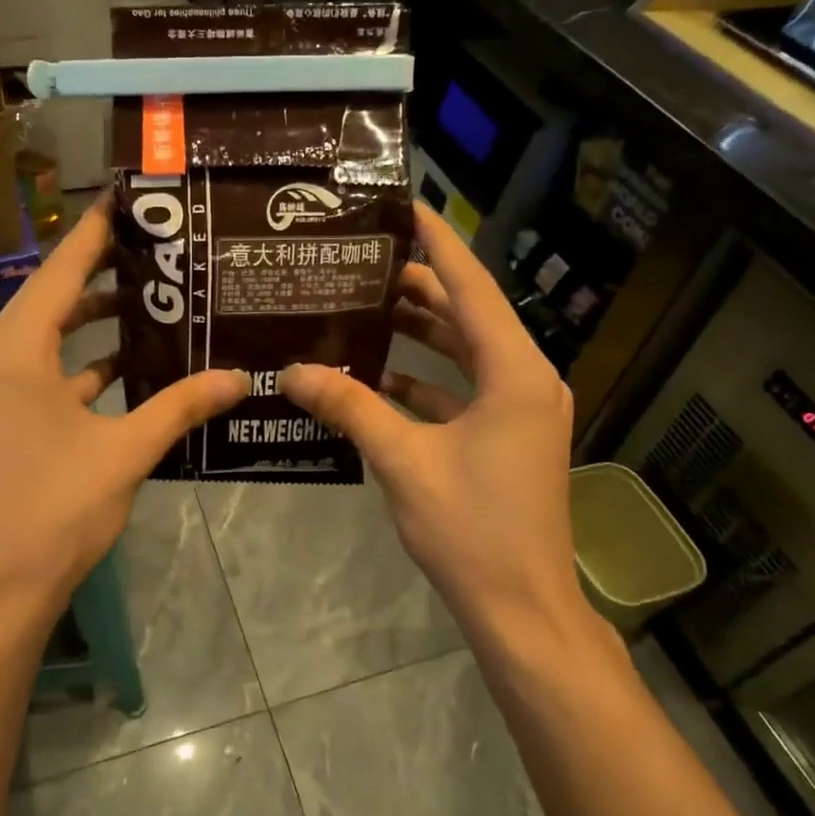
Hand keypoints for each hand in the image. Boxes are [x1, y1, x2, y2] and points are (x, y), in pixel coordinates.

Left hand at [0, 196, 248, 630]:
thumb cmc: (55, 510)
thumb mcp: (126, 452)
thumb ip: (182, 406)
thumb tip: (239, 377)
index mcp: (16, 352)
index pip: (60, 271)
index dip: (95, 233)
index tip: (127, 199)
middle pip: (49, 297)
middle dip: (98, 272)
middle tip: (152, 247)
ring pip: (44, 337)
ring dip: (89, 321)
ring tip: (147, 299)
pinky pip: (39, 373)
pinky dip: (78, 364)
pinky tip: (123, 367)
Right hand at [279, 202, 601, 649]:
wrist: (523, 610)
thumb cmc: (472, 529)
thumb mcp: (403, 461)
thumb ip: (349, 408)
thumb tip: (291, 371)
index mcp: (512, 372)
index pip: (471, 287)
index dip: (438, 242)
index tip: (405, 205)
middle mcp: (524, 380)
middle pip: (466, 314)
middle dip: (416, 286)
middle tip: (360, 262)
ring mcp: (518, 410)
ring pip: (463, 351)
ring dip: (418, 331)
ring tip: (361, 307)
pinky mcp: (506, 436)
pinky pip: (461, 389)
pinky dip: (423, 378)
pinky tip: (374, 376)